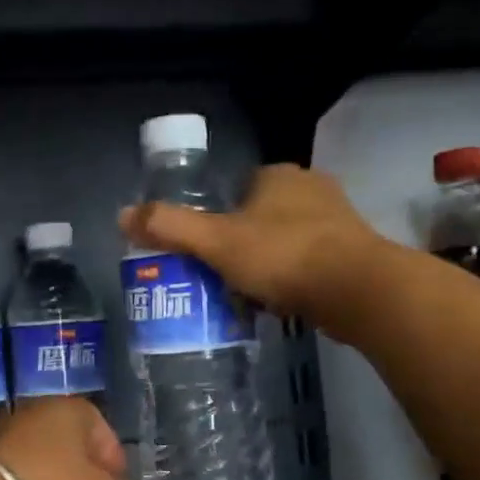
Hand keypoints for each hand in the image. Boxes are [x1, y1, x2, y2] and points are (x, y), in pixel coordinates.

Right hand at [117, 163, 379, 321]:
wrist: (357, 290)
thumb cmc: (283, 256)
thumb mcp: (216, 241)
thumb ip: (170, 227)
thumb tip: (122, 215)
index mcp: (277, 176)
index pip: (236, 190)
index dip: (218, 220)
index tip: (207, 252)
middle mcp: (310, 188)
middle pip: (260, 217)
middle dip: (242, 246)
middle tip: (222, 279)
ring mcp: (337, 220)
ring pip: (285, 240)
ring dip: (268, 265)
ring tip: (249, 296)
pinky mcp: (353, 252)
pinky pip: (309, 262)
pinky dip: (293, 280)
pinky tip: (282, 303)